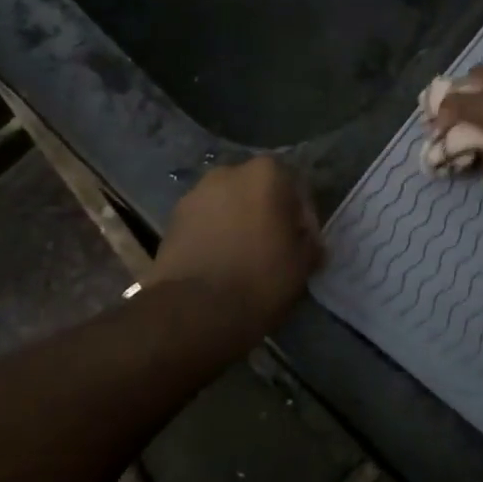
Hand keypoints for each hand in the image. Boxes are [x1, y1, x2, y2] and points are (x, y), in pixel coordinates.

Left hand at [145, 157, 321, 335]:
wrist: (193, 309)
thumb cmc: (260, 278)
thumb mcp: (302, 264)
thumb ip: (309, 244)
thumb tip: (308, 244)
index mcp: (266, 173)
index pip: (297, 190)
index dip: (304, 221)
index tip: (305, 247)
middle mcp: (229, 172)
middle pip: (259, 193)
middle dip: (268, 216)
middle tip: (276, 249)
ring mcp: (196, 194)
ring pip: (229, 206)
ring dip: (240, 224)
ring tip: (245, 259)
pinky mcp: (173, 218)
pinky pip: (205, 222)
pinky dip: (216, 236)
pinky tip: (221, 264)